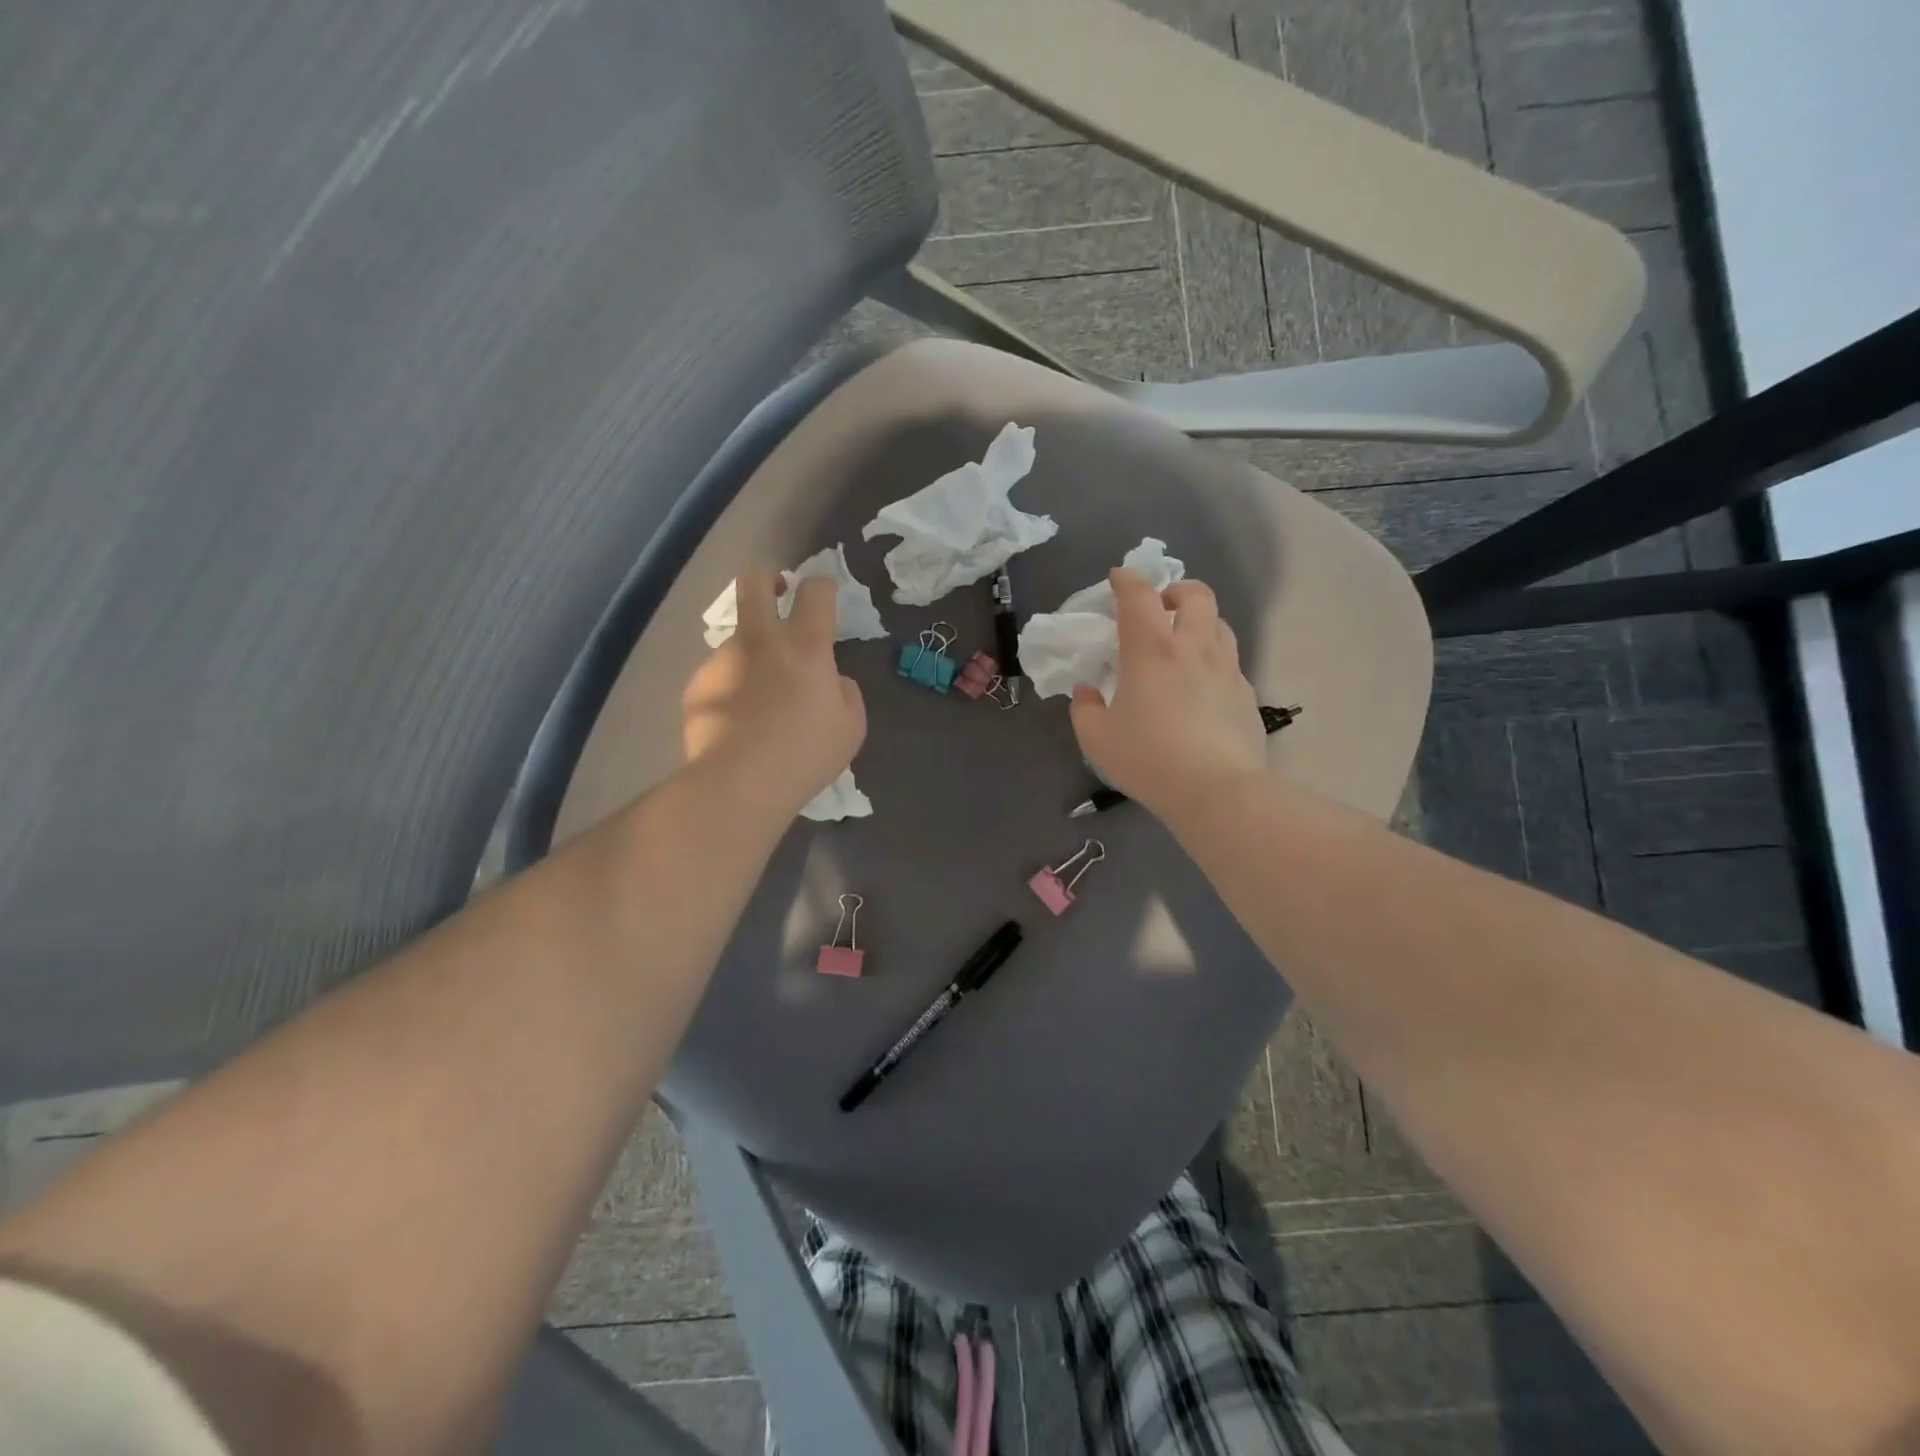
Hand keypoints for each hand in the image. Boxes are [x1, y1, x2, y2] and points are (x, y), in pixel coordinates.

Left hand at [681, 572, 866, 819]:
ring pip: (737, 640)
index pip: (817, 592)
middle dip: (767, 578)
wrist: (738, 783)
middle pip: (754, 583)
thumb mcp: (850, 728)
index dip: (823, 586)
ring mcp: (722, 661)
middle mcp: (761, 642)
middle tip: (776, 594)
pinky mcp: (697, 686)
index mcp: (805, 647)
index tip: (824, 595)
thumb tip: (831, 680)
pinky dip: (730, 690)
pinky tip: (736, 722)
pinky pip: (719, 677)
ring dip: (750, 654)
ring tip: (757, 698)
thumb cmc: (805, 755)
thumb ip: (845, 692)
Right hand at [1070, 570, 1265, 819]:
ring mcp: (1226, 669)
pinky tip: (1201, 688)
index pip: (1139, 596)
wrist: (1217, 790)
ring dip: (1199, 622)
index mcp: (1151, 650)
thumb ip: (1085, 708)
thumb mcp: (1096, 739)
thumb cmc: (1148, 759)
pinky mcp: (1246, 694)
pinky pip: (1230, 662)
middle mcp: (1193, 647)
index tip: (1118, 579)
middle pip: (1196, 595)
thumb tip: (1088, 691)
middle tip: (1160, 608)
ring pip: (1219, 624)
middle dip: (1176, 591)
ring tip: (1183, 644)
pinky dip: (1213, 660)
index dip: (1126, 580)